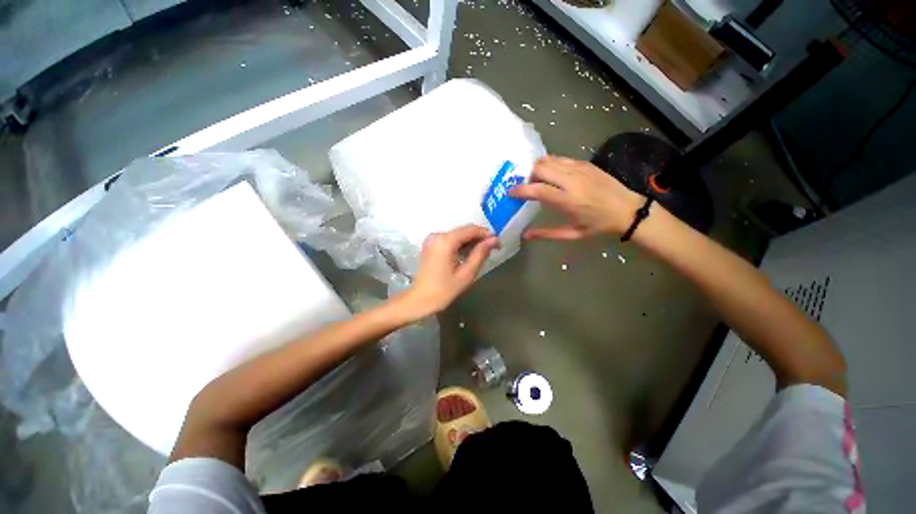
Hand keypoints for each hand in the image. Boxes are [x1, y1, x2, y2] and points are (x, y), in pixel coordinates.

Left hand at [399, 225, 498, 318]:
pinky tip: (468, 255)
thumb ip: (480, 254)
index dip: (486, 234)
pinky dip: (460, 245)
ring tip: (482, 254)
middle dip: (479, 238)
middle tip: (493, 249)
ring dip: (470, 242)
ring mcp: (432, 240)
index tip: (498, 243)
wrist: (420, 300)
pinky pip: (449, 240)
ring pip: (457, 235)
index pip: (470, 229)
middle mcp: (437, 235)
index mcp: (445, 241)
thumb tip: (493, 240)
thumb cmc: (444, 290)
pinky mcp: (430, 245)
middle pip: (463, 231)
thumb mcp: (466, 273)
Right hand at [510, 156, 644, 239]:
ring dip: (537, 168)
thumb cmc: (599, 225)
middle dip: (527, 175)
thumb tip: (525, 235)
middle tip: (524, 185)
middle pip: (540, 168)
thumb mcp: (573, 234)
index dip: (520, 190)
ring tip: (535, 179)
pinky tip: (551, 174)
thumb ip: (547, 234)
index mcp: (568, 200)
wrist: (629, 210)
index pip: (537, 189)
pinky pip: (561, 158)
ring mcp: (580, 168)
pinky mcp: (586, 163)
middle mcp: (572, 180)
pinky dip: (550, 164)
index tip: (510, 193)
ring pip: (549, 160)